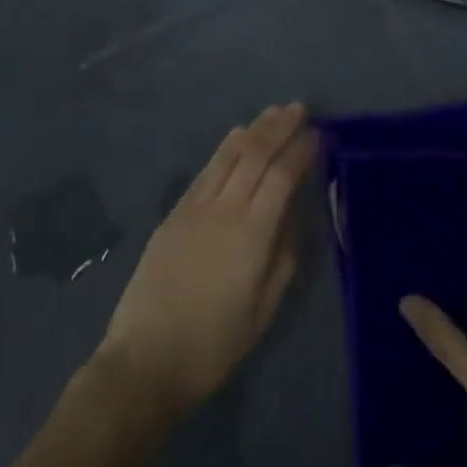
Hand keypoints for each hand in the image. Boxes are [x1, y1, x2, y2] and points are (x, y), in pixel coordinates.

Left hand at [96, 103, 316, 420]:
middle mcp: (225, 208)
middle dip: (280, 127)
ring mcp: (196, 206)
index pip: (283, 176)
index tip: (319, 133)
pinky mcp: (176, 211)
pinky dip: (226, 146)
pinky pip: (207, 168)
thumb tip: (298, 213)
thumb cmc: (214, 344)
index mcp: (253, 234)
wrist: (147, 358)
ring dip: (254, 129)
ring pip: (230, 154)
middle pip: (256, 154)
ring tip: (273, 112)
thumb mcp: (264, 309)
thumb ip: (285, 255)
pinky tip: (236, 135)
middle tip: (299, 108)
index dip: (301, 151)